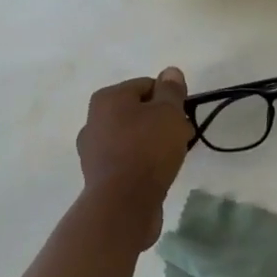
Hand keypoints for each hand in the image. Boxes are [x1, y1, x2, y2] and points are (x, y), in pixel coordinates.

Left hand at [75, 68, 193, 246]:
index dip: (169, 98)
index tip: (183, 117)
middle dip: (162, 122)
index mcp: (107, 98)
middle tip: (182, 138)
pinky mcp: (99, 176)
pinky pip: (127, 160)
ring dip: (153, 143)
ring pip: (132, 137)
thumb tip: (170, 71)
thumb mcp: (168, 113)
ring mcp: (93, 150)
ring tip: (172, 159)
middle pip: (138, 111)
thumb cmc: (147, 149)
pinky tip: (157, 175)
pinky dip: (142, 163)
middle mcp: (94, 120)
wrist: (123, 204)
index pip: (146, 85)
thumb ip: (171, 90)